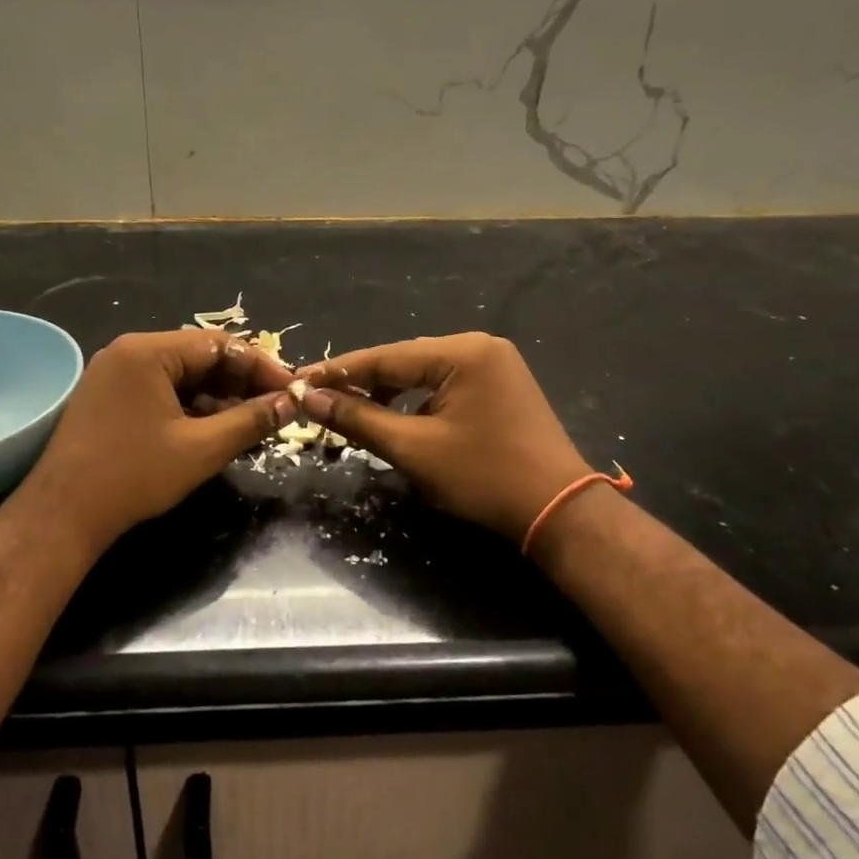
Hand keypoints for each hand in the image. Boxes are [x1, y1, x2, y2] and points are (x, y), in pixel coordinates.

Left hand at [23, 329, 296, 552]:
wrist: (63, 514)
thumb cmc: (135, 475)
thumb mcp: (202, 448)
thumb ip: (250, 420)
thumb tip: (290, 403)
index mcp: (148, 351)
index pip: (219, 344)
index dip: (261, 367)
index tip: (291, 391)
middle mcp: (128, 352)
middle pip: (199, 356)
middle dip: (240, 382)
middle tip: (274, 408)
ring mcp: (114, 374)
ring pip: (180, 375)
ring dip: (217, 396)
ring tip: (250, 422)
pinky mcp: (108, 398)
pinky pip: (160, 390)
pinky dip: (190, 406)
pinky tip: (213, 429)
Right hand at [293, 333, 593, 544]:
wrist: (559, 512)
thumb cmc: (485, 478)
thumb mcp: (414, 448)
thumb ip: (360, 419)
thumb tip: (311, 400)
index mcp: (463, 352)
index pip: (385, 357)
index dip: (339, 372)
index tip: (299, 382)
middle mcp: (480, 346)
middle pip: (404, 361)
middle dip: (362, 383)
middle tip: (320, 401)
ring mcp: (494, 365)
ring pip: (423, 374)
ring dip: (388, 394)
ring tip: (351, 413)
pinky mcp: (499, 387)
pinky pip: (444, 386)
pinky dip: (416, 402)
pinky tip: (396, 420)